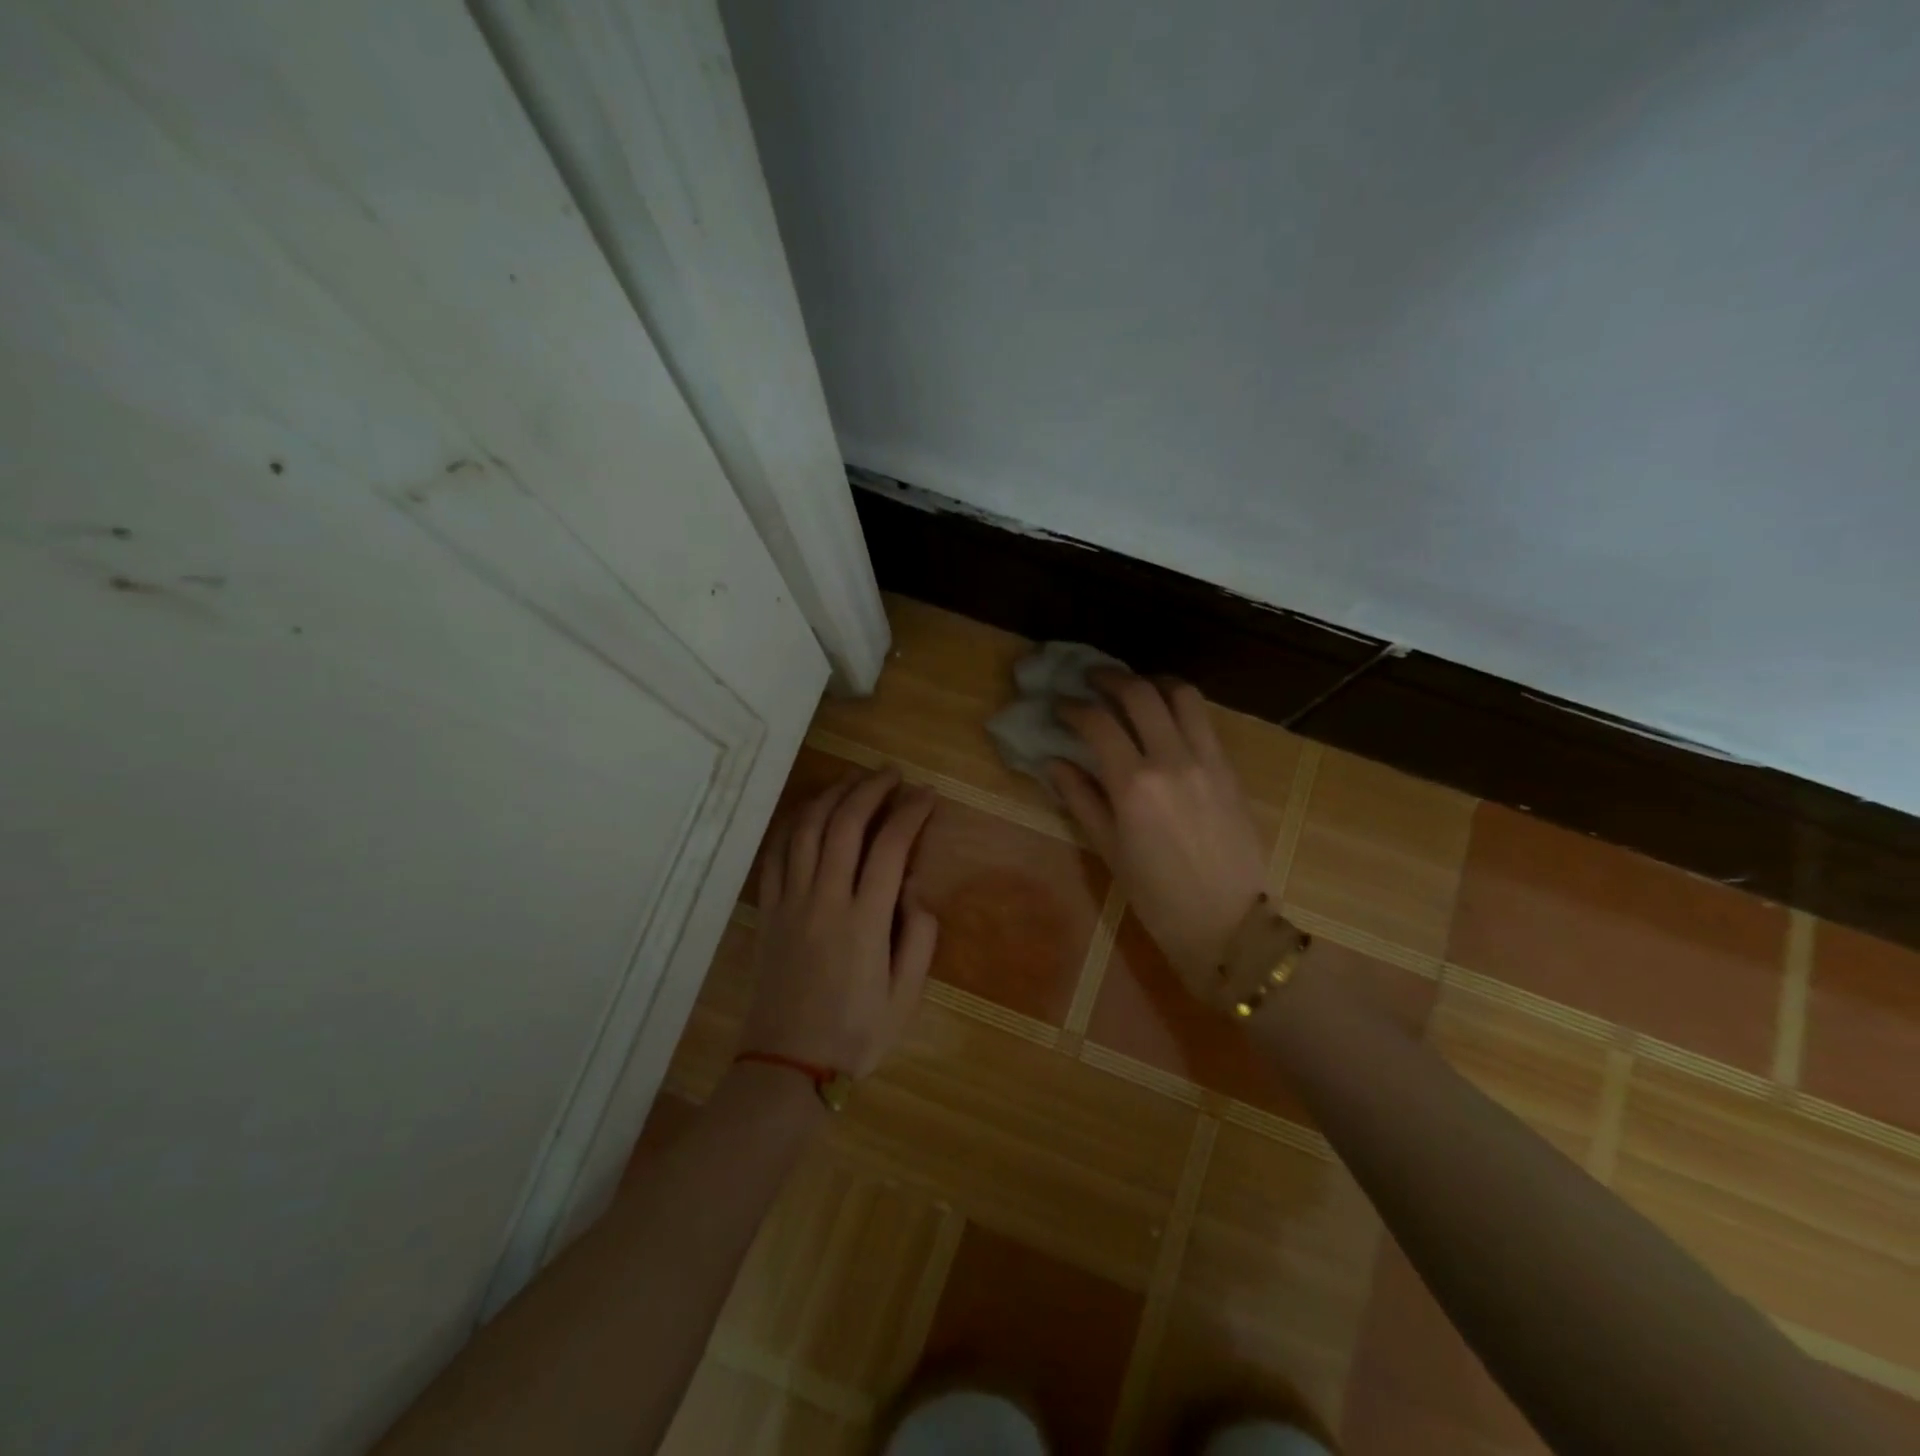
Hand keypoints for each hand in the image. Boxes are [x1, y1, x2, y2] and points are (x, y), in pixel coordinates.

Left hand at [743, 768, 939, 1077]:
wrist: (787, 1066)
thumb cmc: (856, 1034)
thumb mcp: (906, 997)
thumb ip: (919, 940)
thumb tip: (916, 894)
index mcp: (865, 920)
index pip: (890, 846)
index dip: (911, 812)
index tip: (927, 796)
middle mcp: (825, 899)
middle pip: (846, 824)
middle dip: (871, 789)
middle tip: (892, 774)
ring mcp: (791, 902)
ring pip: (807, 829)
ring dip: (832, 796)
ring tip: (854, 781)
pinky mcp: (769, 911)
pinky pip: (777, 854)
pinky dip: (794, 824)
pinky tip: (809, 812)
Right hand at [1049, 673, 1269, 992]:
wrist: (1229, 923)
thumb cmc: (1157, 897)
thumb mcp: (1109, 850)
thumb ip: (1080, 799)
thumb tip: (1053, 762)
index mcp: (1135, 785)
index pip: (1098, 723)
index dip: (1072, 707)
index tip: (1058, 705)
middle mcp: (1172, 760)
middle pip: (1140, 694)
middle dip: (1110, 679)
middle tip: (1091, 680)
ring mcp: (1207, 760)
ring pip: (1181, 694)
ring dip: (1152, 682)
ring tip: (1134, 689)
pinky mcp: (1230, 768)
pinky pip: (1204, 720)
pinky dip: (1180, 706)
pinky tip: (1165, 718)